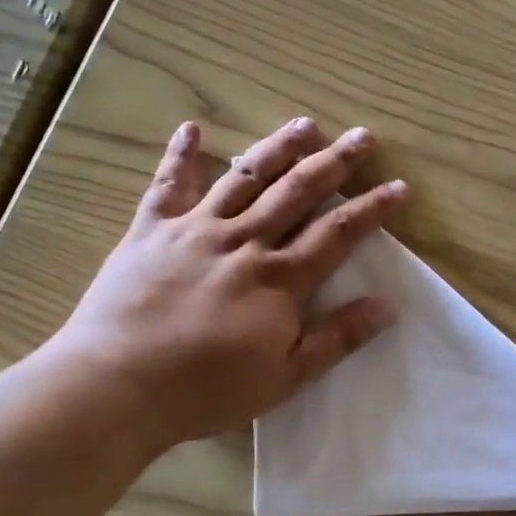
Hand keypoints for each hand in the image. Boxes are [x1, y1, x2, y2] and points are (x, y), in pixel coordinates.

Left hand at [51, 117, 406, 449]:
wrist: (116, 386)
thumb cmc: (206, 390)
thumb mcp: (285, 377)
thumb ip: (337, 338)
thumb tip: (387, 306)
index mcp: (279, 278)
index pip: (337, 232)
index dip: (372, 208)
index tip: (399, 187)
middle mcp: (243, 241)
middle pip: (297, 192)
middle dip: (334, 163)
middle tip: (361, 136)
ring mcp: (195, 230)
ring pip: (244, 177)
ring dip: (277, 148)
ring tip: (304, 124)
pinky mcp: (151, 230)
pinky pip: (168, 184)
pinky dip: (180, 155)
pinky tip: (192, 129)